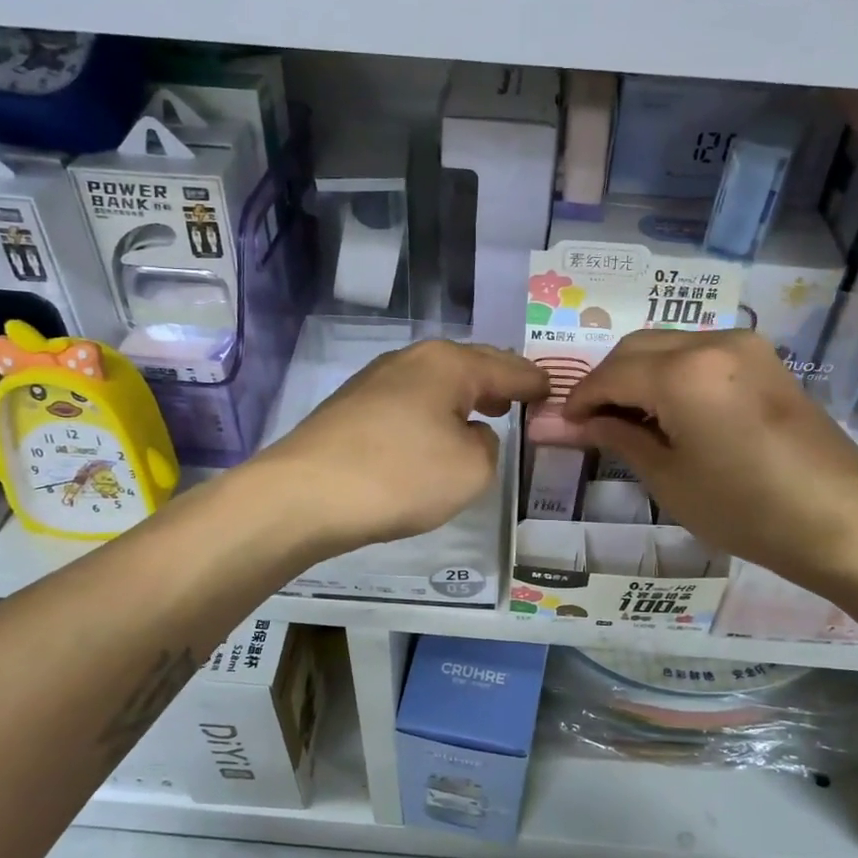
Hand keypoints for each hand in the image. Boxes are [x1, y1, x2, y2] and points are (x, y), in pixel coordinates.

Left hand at [257, 339, 547, 555]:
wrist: (303, 496)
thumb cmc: (400, 476)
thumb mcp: (472, 469)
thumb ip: (488, 445)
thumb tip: (470, 434)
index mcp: (448, 364)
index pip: (507, 367)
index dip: (534, 381)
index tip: (553, 390)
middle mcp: (411, 360)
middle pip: (468, 366)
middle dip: (498, 381)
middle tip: (523, 396)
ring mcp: (375, 381)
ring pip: (435, 384)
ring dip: (463, 398)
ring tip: (486, 412)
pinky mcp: (351, 409)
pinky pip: (409, 404)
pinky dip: (432, 415)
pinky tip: (434, 434)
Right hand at [559, 329, 857, 590]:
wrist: (840, 521)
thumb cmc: (745, 510)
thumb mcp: (669, 478)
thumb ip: (615, 438)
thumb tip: (562, 425)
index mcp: (684, 372)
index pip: (610, 374)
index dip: (579, 400)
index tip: (561, 427)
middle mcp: (713, 342)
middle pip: (637, 348)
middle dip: (606, 382)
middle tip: (591, 425)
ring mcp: (746, 346)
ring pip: (669, 345)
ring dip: (639, 375)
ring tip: (628, 422)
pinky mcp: (766, 360)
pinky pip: (701, 353)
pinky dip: (673, 374)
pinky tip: (669, 412)